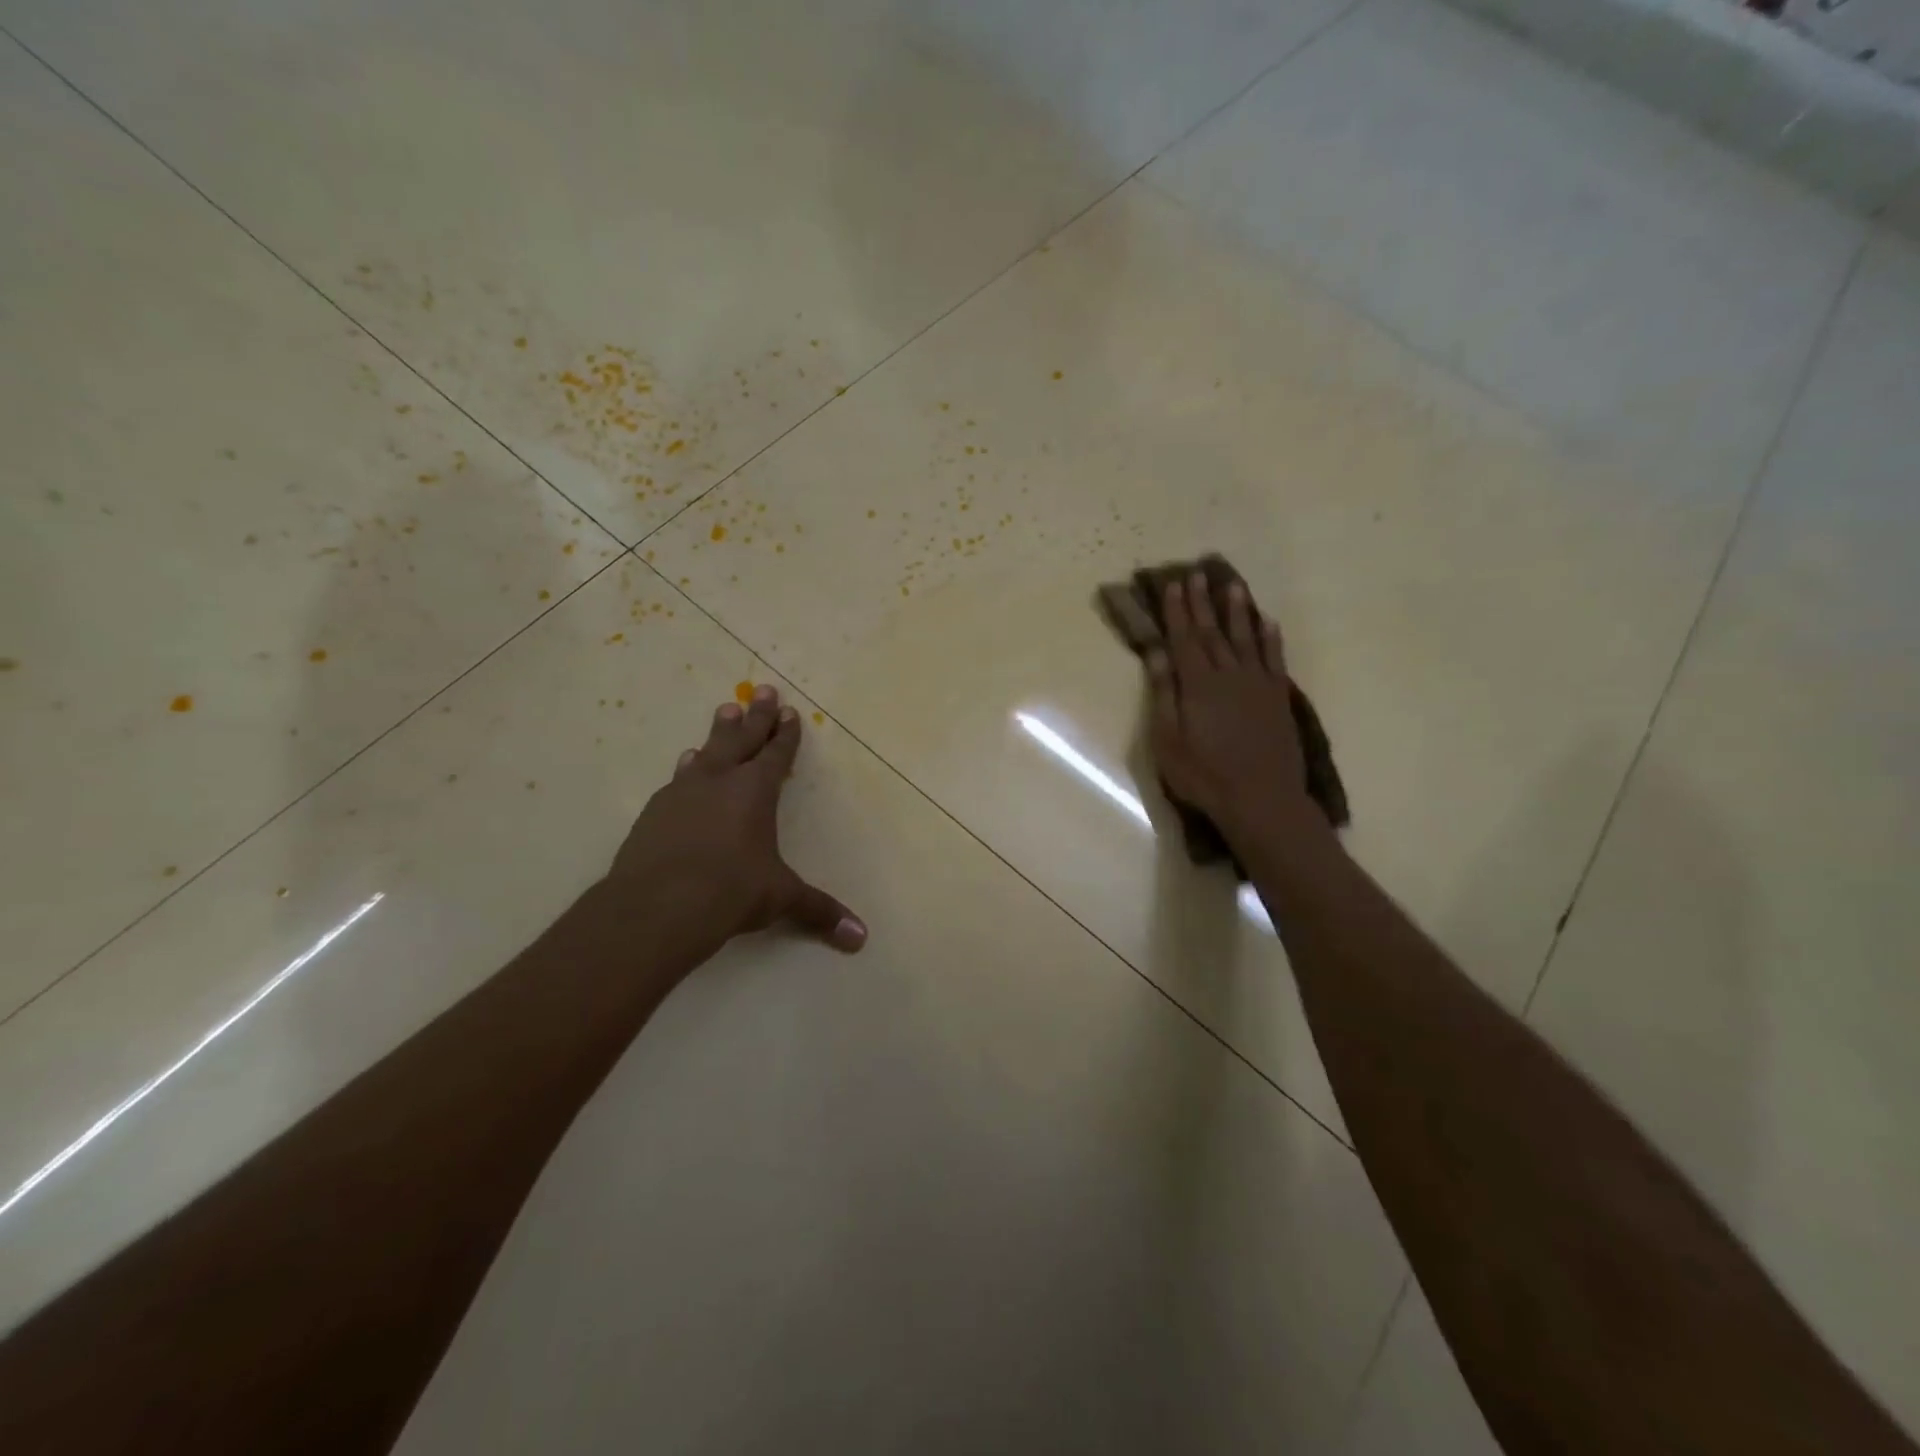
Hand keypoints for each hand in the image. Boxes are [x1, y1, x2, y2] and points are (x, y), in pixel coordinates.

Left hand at [605, 683, 866, 961]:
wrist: (656, 906)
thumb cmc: (730, 892)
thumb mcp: (781, 898)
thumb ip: (819, 911)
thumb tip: (861, 939)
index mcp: (755, 791)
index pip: (776, 754)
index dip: (785, 733)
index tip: (789, 711)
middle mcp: (720, 782)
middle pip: (741, 738)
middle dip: (756, 715)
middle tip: (762, 689)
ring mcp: (683, 793)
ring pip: (706, 752)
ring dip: (718, 732)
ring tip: (724, 711)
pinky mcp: (654, 811)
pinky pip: (679, 778)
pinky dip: (688, 767)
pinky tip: (686, 765)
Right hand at [1145, 574, 1314, 846]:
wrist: (1262, 800)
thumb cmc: (1204, 775)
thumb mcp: (1168, 739)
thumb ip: (1163, 693)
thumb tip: (1156, 652)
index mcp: (1198, 684)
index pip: (1184, 639)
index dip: (1178, 611)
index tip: (1174, 584)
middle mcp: (1229, 675)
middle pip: (1213, 632)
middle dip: (1203, 603)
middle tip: (1197, 574)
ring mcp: (1258, 685)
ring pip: (1246, 638)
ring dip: (1238, 611)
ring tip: (1233, 585)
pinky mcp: (1278, 698)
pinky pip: (1274, 659)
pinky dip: (1270, 638)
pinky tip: (1267, 622)